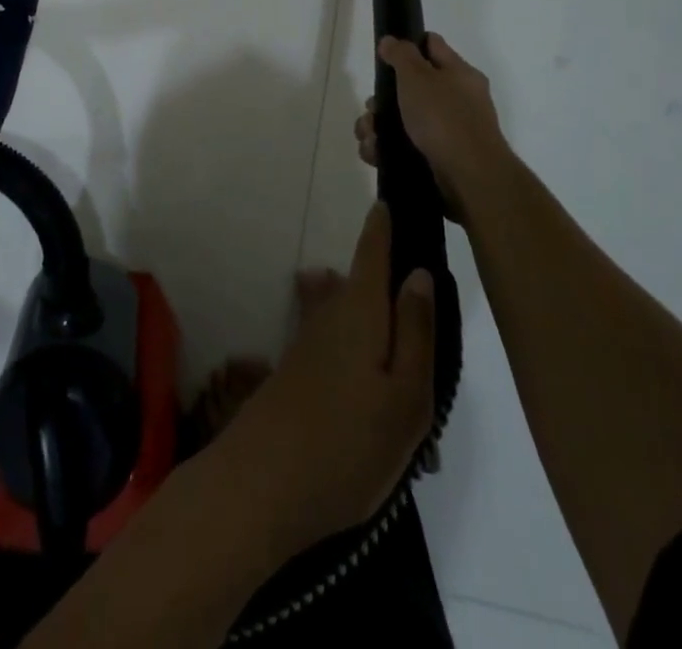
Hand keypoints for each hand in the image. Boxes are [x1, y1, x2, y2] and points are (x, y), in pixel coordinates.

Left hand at [212, 203, 435, 553]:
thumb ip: (416, 332)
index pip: (373, 250)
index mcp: (361, 311)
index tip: (394, 195)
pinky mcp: (297, 373)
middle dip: (383, 267)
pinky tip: (367, 367)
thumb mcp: (406, 397)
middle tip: (415, 268)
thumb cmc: (349, 443)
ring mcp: (309, 344)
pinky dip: (355, 341)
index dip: (384, 222)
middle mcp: (330, 316)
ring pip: (348, 311)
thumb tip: (419, 272)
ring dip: (370, 309)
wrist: (262, 486)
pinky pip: (336, 340)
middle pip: (361, 280)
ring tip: (399, 322)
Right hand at [357, 33, 514, 220]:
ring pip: (400, 120)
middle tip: (372, 109)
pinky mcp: (436, 159)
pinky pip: (402, 147)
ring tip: (369, 137)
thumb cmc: (444, 118)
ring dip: (377, 127)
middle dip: (382, 99)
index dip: (407, 46)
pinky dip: (385, 150)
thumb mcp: (418, 77)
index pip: (431, 46)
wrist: (470, 178)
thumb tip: (390, 40)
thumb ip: (401, 55)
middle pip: (409, 88)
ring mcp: (447, 132)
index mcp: (458, 74)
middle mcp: (455, 100)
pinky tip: (375, 154)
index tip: (383, 56)